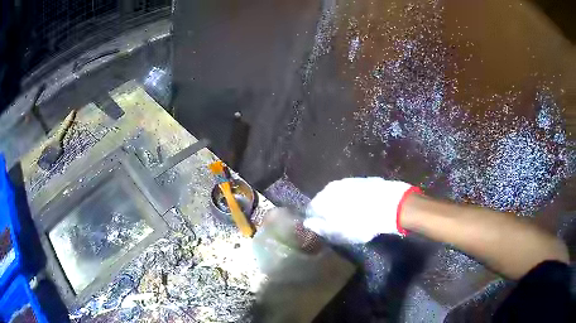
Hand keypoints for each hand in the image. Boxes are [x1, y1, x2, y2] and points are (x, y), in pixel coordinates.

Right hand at [303, 177, 418, 243]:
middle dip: (327, 210)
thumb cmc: (362, 222)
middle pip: (324, 199)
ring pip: (338, 194)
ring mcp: (348, 181)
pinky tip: (361, 206)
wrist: (391, 204)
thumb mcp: (339, 232)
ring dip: (340, 204)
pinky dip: (353, 199)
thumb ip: (321, 227)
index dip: (315, 220)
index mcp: (323, 199)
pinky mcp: (363, 180)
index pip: (311, 209)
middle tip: (336, 223)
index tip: (322, 228)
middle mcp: (332, 186)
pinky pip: (352, 191)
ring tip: (350, 215)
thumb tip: (308, 223)